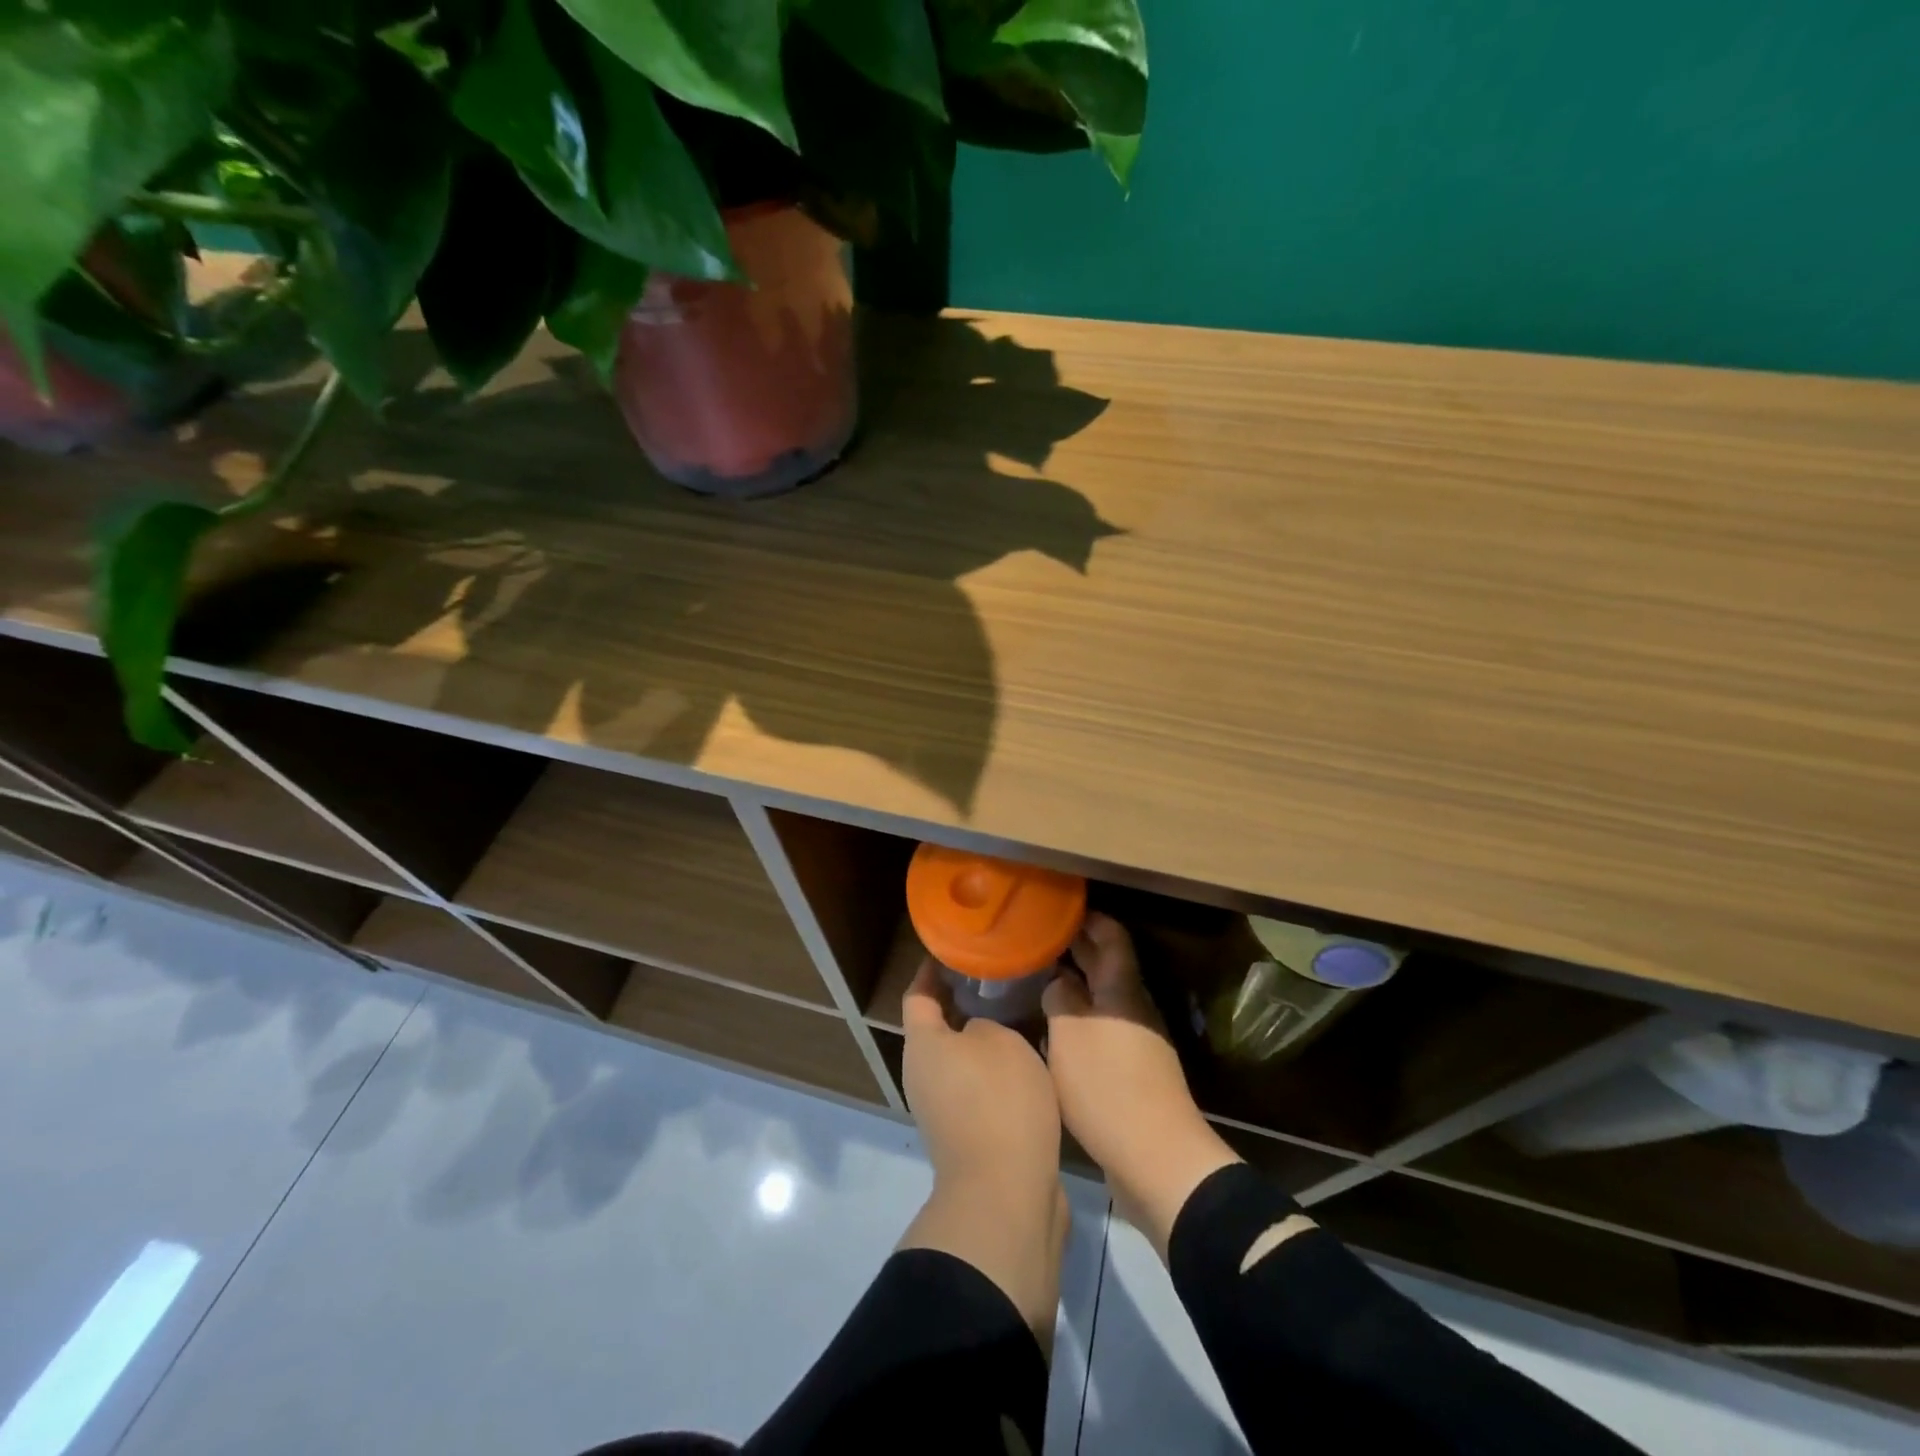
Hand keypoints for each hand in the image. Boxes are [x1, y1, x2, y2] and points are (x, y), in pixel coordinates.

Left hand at [898, 959, 1069, 1346]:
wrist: (1006, 1194)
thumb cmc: (998, 1101)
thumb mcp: (999, 1040)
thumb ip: (985, 1023)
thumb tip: (977, 1033)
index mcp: (922, 1045)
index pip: (918, 994)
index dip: (931, 970)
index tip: (952, 949)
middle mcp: (923, 1075)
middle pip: (937, 1028)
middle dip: (963, 1003)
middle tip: (997, 979)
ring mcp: (943, 1109)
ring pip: (960, 1059)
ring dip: (983, 1038)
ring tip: (1018, 1014)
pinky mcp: (967, 1135)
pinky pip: (977, 1087)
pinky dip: (995, 1071)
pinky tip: (1027, 1060)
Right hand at [1043, 913, 1240, 1257]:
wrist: (1156, 1158)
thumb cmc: (1107, 1086)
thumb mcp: (1069, 1034)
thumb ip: (1060, 998)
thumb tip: (1058, 982)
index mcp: (1122, 989)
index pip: (1111, 936)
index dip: (1089, 919)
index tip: (1059, 909)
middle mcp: (1133, 1008)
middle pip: (1107, 966)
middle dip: (1076, 949)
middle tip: (1039, 939)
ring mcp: (1136, 1041)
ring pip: (1102, 999)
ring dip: (1075, 986)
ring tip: (1037, 981)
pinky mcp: (1132, 1072)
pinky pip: (1102, 1030)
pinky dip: (1079, 1020)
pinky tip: (1052, 1030)